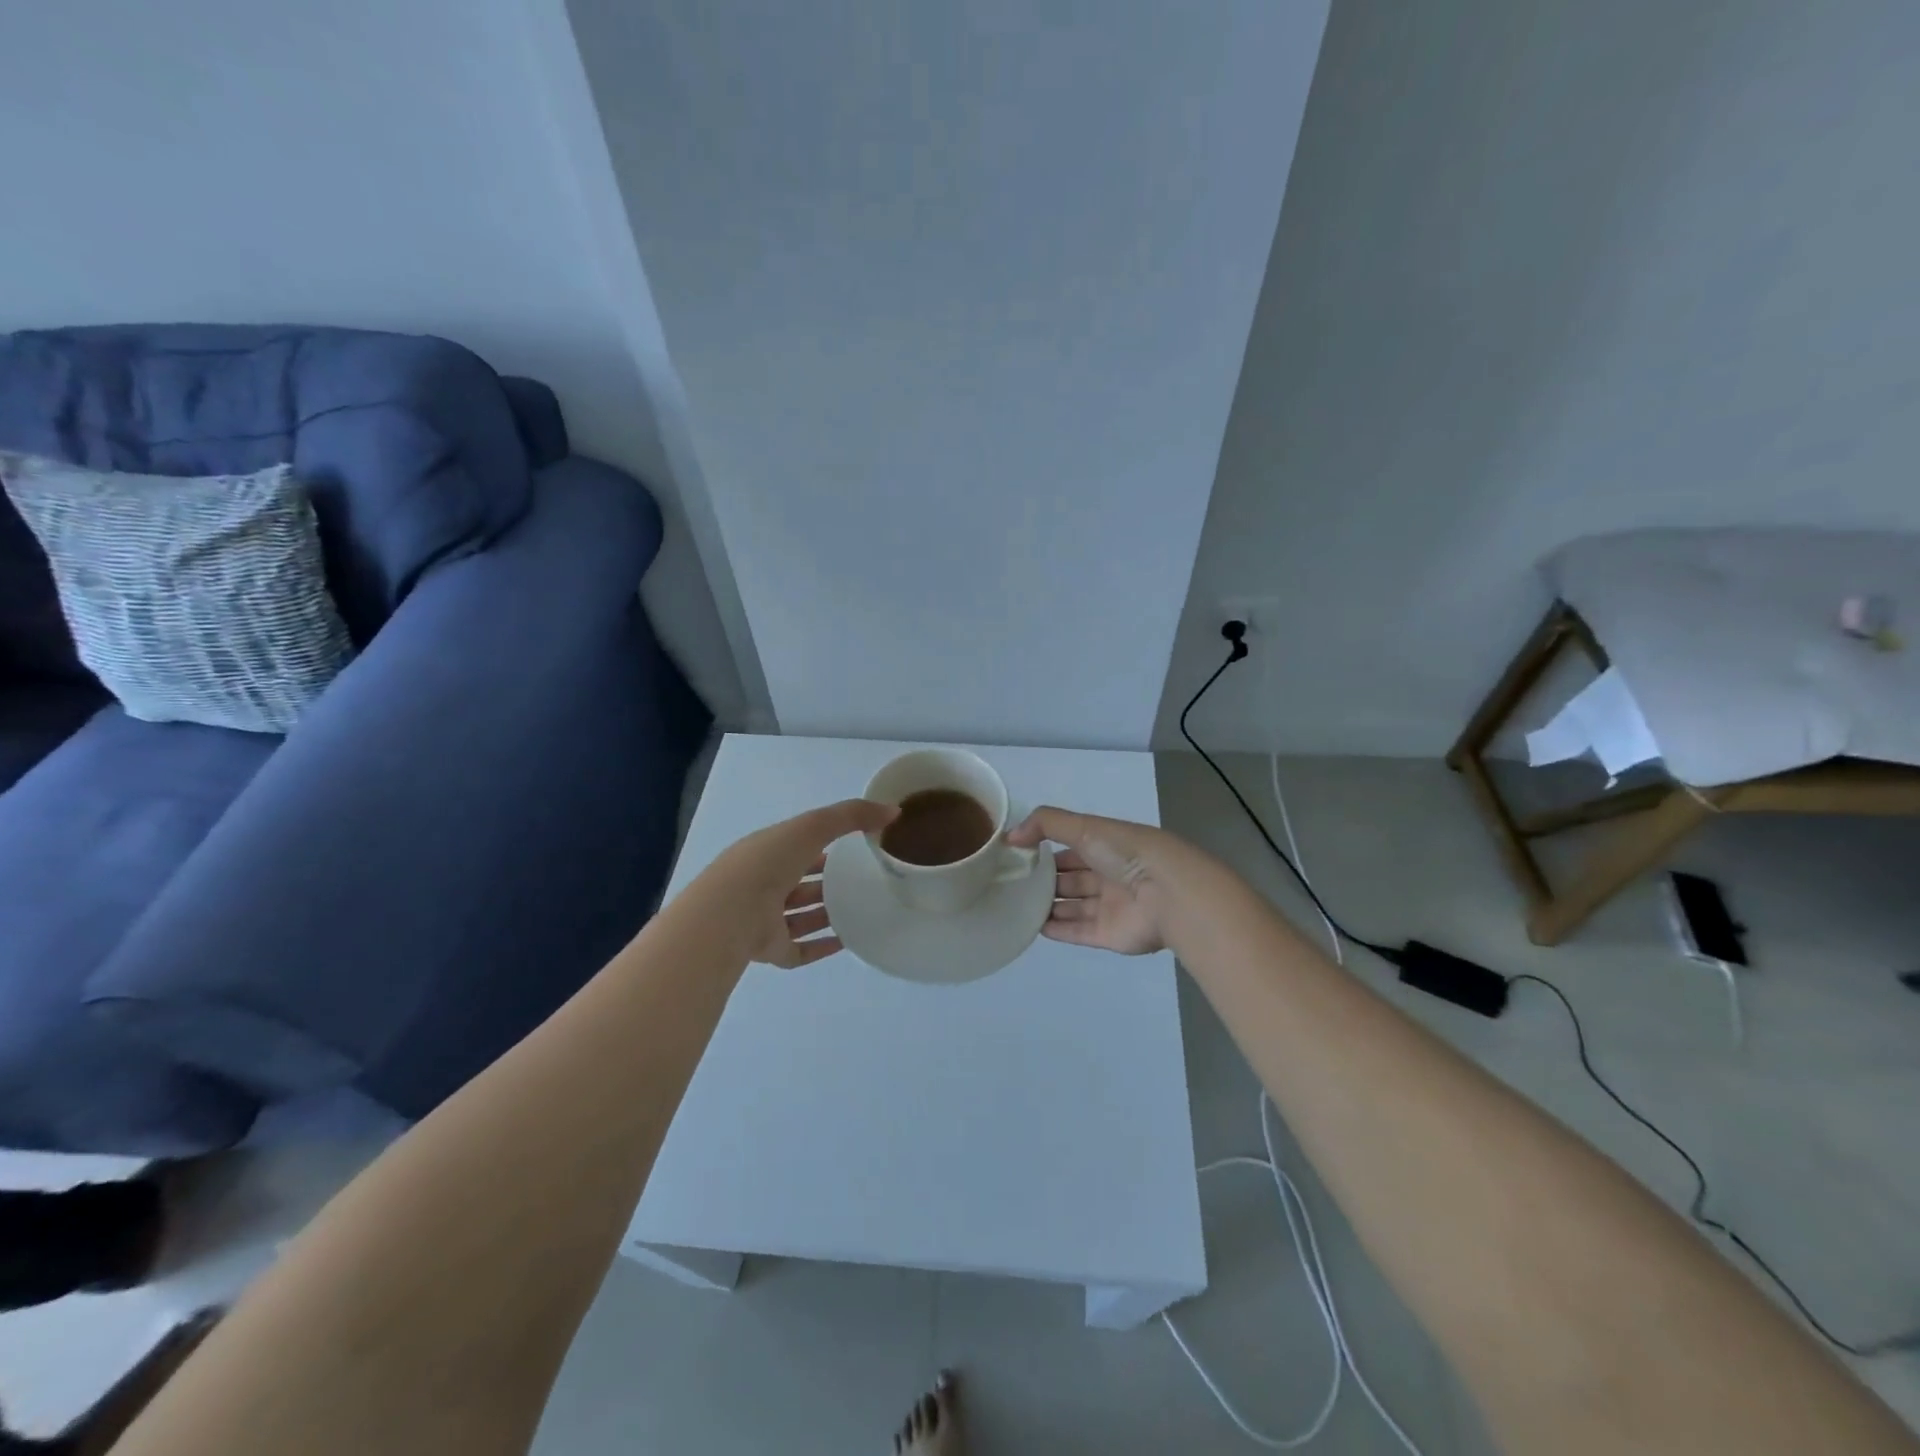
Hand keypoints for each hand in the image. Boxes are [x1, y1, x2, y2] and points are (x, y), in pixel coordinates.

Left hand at [698, 799, 897, 967]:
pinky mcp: (770, 950)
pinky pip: (800, 950)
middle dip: (826, 882)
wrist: (729, 915)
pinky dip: (822, 946)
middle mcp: (763, 885)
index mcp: (767, 852)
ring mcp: (765, 920)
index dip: (822, 844)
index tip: (854, 846)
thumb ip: (852, 815)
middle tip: (862, 881)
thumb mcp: (813, 826)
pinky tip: (848, 942)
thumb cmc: (768, 863)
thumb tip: (893, 812)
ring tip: (862, 911)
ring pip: (801, 916)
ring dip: (827, 914)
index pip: (798, 846)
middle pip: (800, 883)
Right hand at [1006, 806, 1181, 954]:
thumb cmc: (1126, 853)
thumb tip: (1010, 836)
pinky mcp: (1108, 935)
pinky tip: (1033, 926)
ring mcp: (1110, 907)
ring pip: (1072, 906)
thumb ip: (1045, 824)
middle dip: (1043, 879)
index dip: (1044, 849)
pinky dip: (1056, 929)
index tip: (1015, 854)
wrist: (1168, 895)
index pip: (1071, 847)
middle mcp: (1109, 875)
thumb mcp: (1085, 827)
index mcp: (1107, 846)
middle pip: (1070, 878)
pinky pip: (1077, 931)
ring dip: (1047, 905)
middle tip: (1010, 882)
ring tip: (1014, 904)